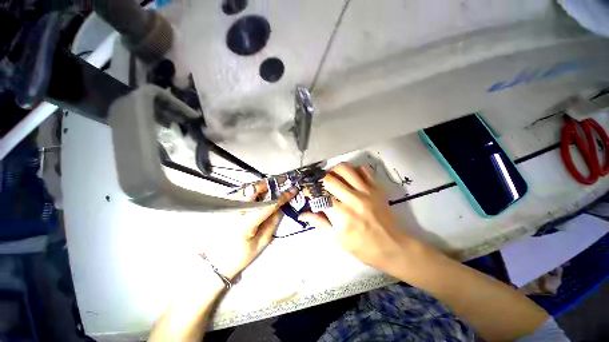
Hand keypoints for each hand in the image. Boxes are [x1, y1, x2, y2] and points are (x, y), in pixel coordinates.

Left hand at [205, 183, 295, 279]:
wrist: (213, 262)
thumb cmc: (239, 256)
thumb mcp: (261, 242)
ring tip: (271, 189)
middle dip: (269, 184)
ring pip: (247, 188)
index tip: (292, 190)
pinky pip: (240, 192)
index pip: (269, 204)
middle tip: (280, 183)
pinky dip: (251, 191)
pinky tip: (257, 195)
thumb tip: (281, 207)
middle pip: (254, 189)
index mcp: (245, 223)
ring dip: (261, 186)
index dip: (282, 196)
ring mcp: (226, 206)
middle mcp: (234, 210)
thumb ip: (273, 222)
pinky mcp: (222, 206)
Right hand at [298, 163, 420, 275]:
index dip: (310, 192)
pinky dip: (354, 170)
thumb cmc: (363, 248)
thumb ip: (320, 223)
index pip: (319, 196)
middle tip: (320, 185)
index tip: (308, 192)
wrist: (394, 248)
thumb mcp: (338, 239)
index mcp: (342, 215)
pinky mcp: (377, 188)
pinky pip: (364, 170)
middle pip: (329, 179)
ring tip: (333, 178)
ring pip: (345, 169)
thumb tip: (303, 214)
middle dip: (320, 180)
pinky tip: (351, 178)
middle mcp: (353, 199)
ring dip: (334, 171)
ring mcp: (367, 192)